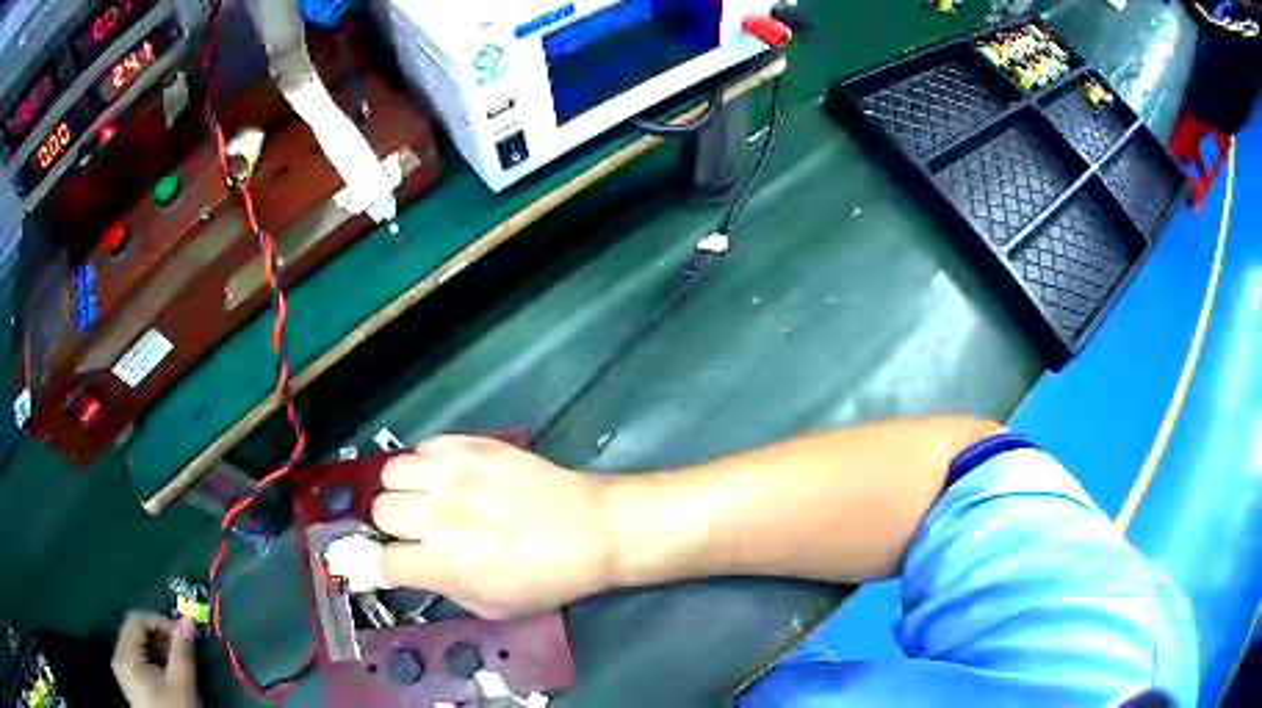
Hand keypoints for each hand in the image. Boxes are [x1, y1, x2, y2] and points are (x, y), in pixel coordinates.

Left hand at [111, 612, 197, 707]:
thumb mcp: (181, 683)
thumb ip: (183, 650)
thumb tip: (188, 622)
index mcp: (125, 653)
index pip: (137, 620)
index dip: (160, 622)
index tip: (181, 635)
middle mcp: (118, 657)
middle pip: (136, 633)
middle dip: (160, 639)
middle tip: (180, 650)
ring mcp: (122, 671)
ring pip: (137, 648)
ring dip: (157, 650)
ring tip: (176, 664)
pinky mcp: (129, 682)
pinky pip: (137, 661)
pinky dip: (152, 662)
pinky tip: (167, 676)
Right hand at [372, 435, 614, 618]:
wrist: (592, 530)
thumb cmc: (547, 578)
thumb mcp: (492, 607)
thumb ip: (445, 589)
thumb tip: (418, 570)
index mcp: (442, 563)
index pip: (382, 561)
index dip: (384, 566)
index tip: (394, 563)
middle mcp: (438, 514)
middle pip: (380, 510)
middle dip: (394, 526)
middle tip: (417, 530)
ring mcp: (453, 473)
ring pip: (392, 471)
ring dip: (403, 489)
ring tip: (426, 498)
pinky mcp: (472, 445)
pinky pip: (425, 445)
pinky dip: (427, 462)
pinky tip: (447, 475)